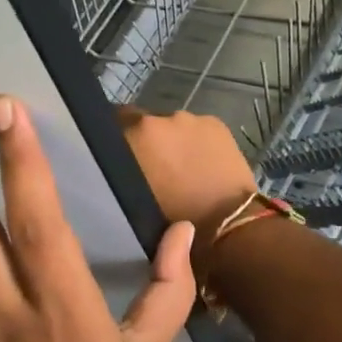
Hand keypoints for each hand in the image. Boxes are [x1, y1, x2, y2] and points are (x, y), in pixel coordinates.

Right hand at [116, 106, 255, 256]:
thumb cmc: (173, 219)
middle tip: (154, 166)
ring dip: (173, 141)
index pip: (114, 123)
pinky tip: (204, 163)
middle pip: (145, 123)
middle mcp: (159, 118)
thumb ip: (123, 172)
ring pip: (173, 127)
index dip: (118, 139)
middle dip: (147, 140)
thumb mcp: (133, 198)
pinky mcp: (215, 123)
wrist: (227, 223)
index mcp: (135, 135)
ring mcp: (190, 118)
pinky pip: (197, 129)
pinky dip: (196, 141)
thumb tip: (122, 162)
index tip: (122, 155)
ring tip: (182, 167)